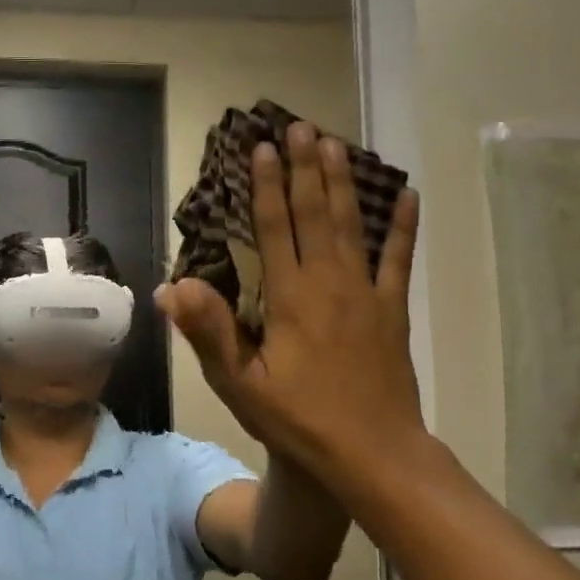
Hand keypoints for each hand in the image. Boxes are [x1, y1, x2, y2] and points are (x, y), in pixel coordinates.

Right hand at [156, 122, 423, 495]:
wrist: (374, 454)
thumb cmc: (300, 420)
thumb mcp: (242, 384)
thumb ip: (209, 332)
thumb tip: (170, 286)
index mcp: (291, 296)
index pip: (275, 227)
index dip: (267, 184)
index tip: (263, 146)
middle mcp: (329, 282)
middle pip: (315, 212)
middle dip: (305, 167)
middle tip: (300, 126)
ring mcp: (367, 293)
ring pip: (353, 225)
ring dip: (343, 182)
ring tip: (336, 143)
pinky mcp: (393, 310)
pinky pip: (400, 259)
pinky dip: (403, 227)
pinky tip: (408, 196)